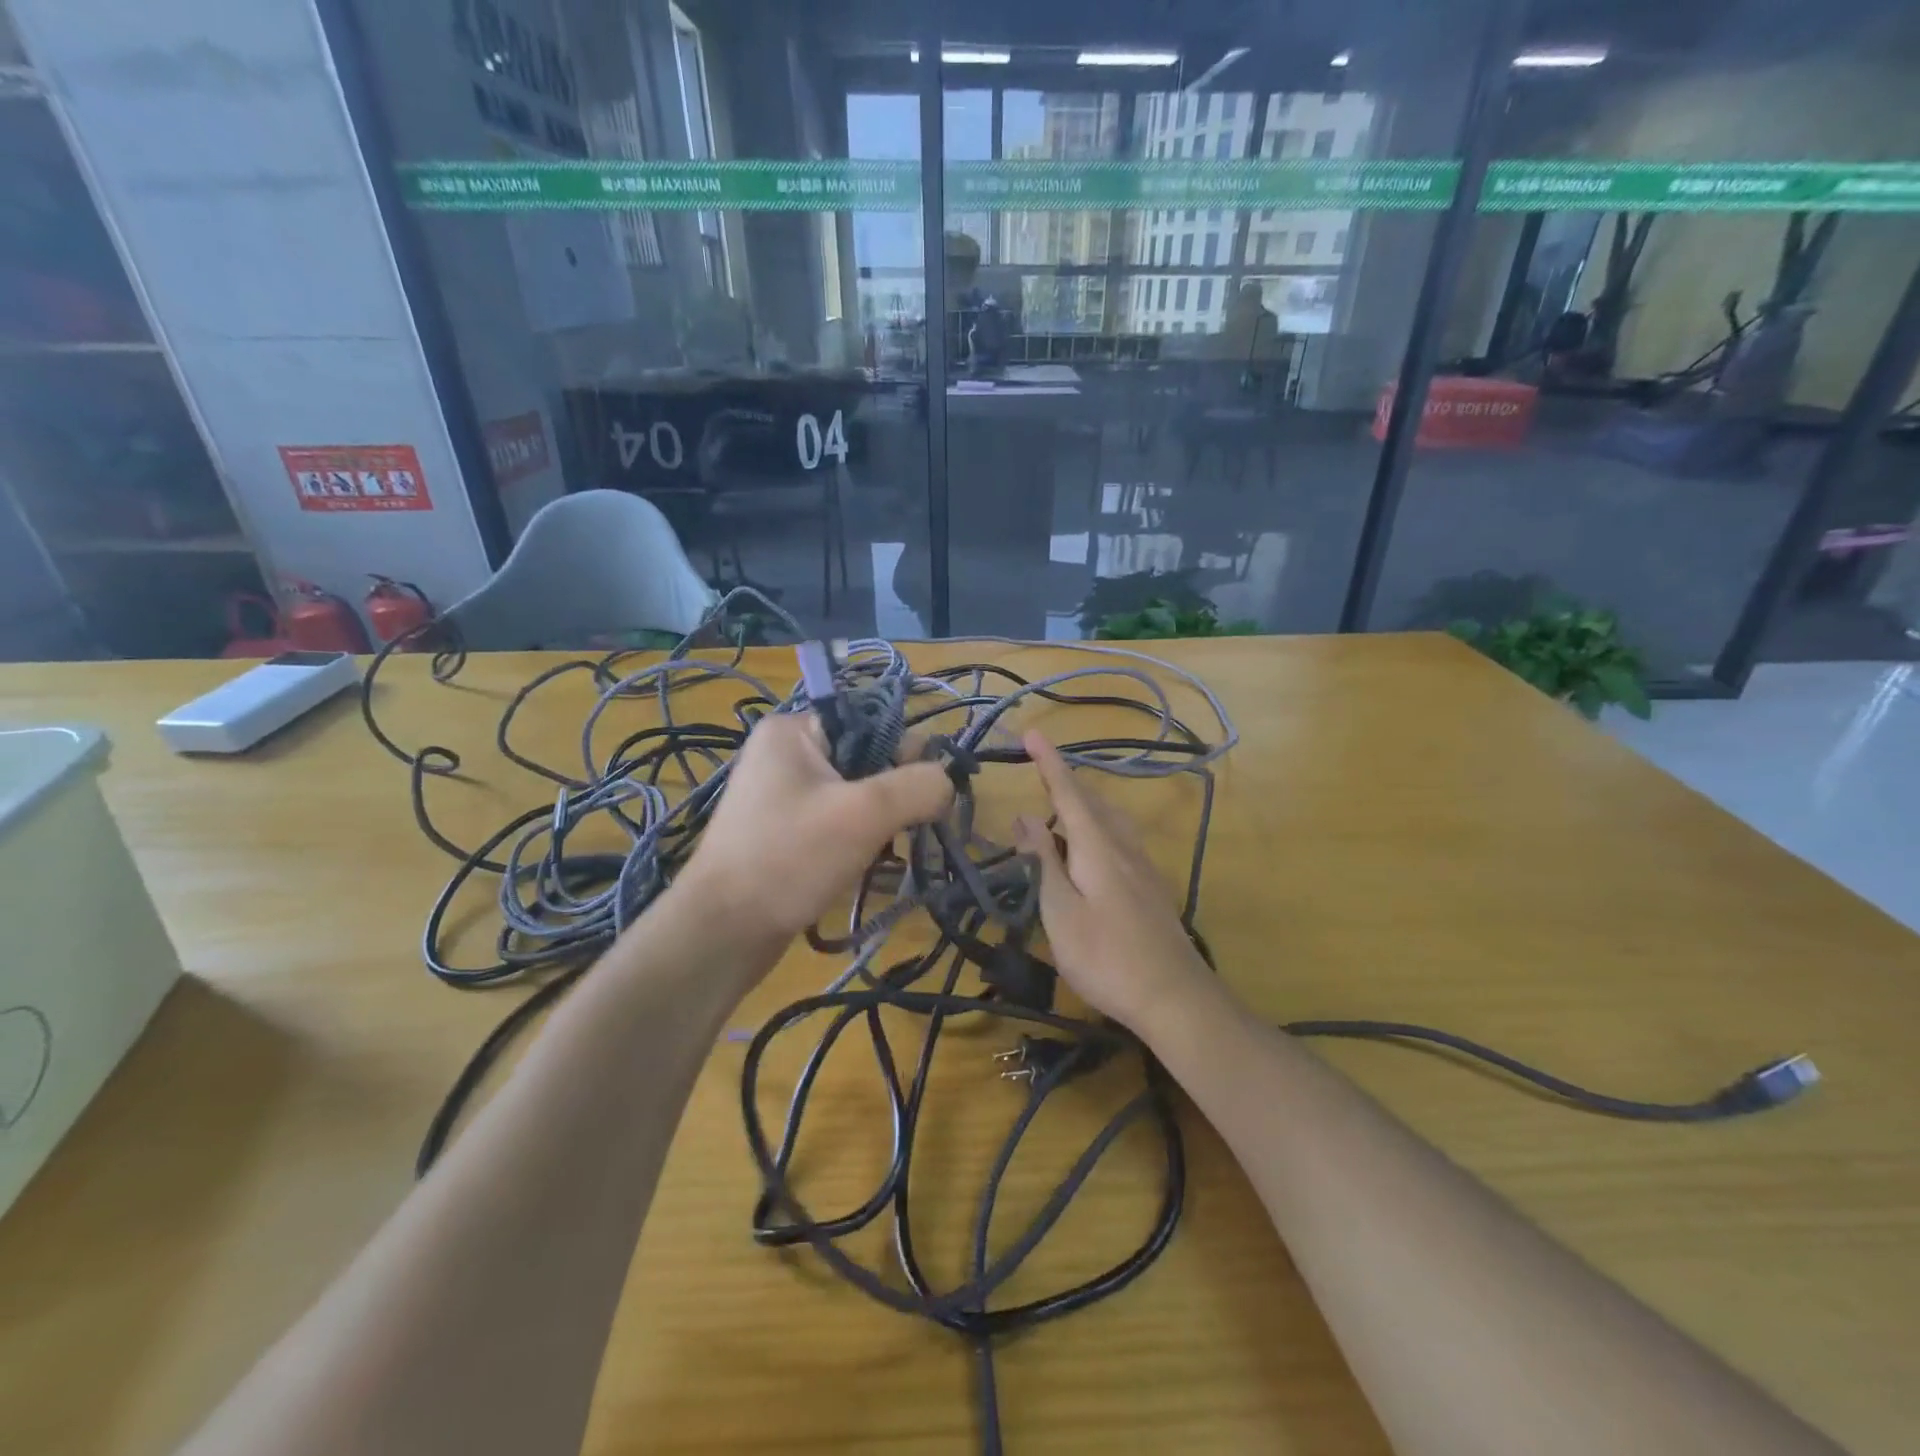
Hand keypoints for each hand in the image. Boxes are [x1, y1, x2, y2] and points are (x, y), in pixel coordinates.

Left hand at [676, 709, 953, 943]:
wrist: (722, 932)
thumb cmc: (790, 859)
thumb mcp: (865, 814)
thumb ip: (919, 786)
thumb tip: (947, 782)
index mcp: (794, 730)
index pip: (871, 721)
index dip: (905, 754)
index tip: (922, 797)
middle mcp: (785, 753)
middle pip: (867, 759)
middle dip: (893, 796)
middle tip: (905, 832)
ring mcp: (781, 794)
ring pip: (856, 795)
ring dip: (880, 823)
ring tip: (883, 855)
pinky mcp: (784, 831)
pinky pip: (837, 821)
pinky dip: (859, 840)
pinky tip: (864, 867)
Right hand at [1013, 731, 1211, 1029]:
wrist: (1174, 997)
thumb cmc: (1106, 957)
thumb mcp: (1060, 912)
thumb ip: (1042, 862)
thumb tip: (1024, 817)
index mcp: (1097, 847)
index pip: (1068, 793)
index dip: (1049, 763)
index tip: (1033, 732)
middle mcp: (1123, 847)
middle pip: (1093, 803)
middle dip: (1065, 782)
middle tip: (1040, 772)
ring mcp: (1143, 868)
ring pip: (1111, 820)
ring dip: (1084, 805)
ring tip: (1060, 809)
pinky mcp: (1152, 889)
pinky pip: (1120, 839)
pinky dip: (1098, 829)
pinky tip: (1093, 850)